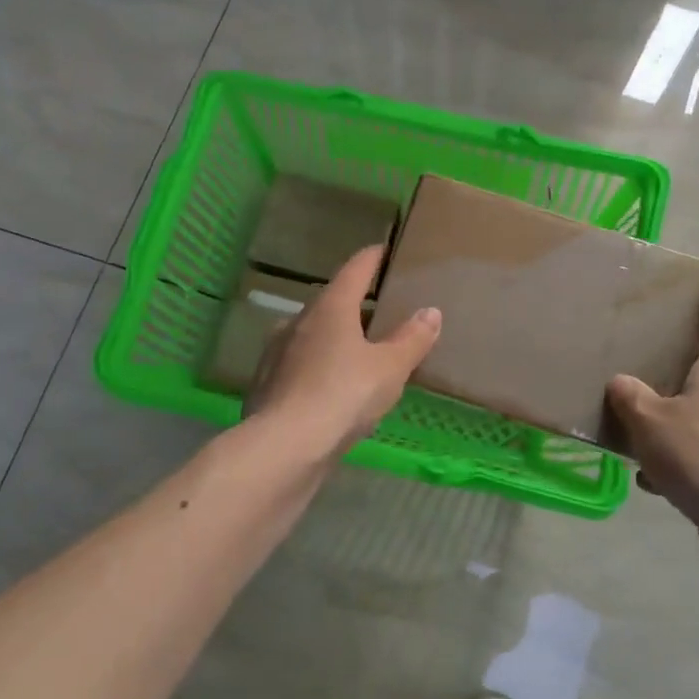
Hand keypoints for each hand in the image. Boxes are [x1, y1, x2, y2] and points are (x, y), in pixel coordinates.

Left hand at [246, 246, 441, 453]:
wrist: (283, 447)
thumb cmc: (343, 396)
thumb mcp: (389, 369)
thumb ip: (411, 339)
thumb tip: (431, 311)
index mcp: (331, 307)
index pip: (355, 269)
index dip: (372, 258)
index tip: (385, 250)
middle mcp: (299, 320)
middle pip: (331, 300)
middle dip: (354, 302)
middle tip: (379, 309)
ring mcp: (277, 351)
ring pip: (312, 333)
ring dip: (333, 335)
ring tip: (357, 349)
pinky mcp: (267, 382)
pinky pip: (299, 363)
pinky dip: (317, 365)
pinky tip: (329, 385)